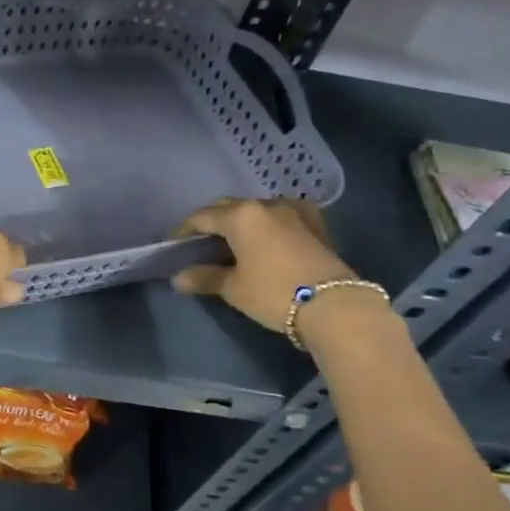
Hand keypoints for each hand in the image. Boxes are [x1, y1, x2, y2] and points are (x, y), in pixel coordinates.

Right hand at [171, 197, 375, 337]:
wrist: (335, 305)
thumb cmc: (274, 293)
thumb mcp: (234, 288)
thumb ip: (204, 277)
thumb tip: (177, 278)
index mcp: (240, 216)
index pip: (202, 217)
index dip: (184, 230)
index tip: (174, 245)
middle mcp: (265, 205)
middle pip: (229, 207)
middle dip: (213, 221)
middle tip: (202, 242)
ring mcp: (294, 211)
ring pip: (258, 209)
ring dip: (243, 221)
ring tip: (236, 241)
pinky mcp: (316, 223)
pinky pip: (284, 215)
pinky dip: (270, 223)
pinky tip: (270, 236)